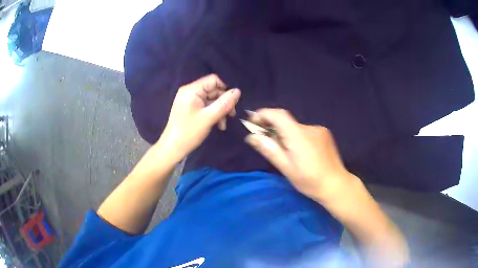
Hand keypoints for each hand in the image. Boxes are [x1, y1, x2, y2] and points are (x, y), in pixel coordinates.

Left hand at [157, 74, 240, 161]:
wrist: (173, 148)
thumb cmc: (189, 132)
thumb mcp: (209, 117)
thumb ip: (224, 103)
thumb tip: (238, 91)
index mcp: (192, 90)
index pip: (214, 79)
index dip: (226, 87)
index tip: (235, 100)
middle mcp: (190, 91)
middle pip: (214, 90)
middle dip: (224, 102)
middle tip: (231, 114)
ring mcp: (190, 100)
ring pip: (211, 99)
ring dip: (220, 110)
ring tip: (224, 123)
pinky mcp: (191, 108)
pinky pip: (206, 106)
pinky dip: (213, 114)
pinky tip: (218, 125)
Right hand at [245, 108, 351, 201]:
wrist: (336, 185)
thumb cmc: (309, 180)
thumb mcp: (286, 167)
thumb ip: (269, 149)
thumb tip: (251, 136)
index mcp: (298, 135)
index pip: (278, 114)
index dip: (263, 114)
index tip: (253, 122)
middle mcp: (309, 127)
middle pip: (286, 121)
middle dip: (272, 127)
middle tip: (264, 140)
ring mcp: (319, 130)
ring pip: (295, 127)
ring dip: (285, 134)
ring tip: (284, 152)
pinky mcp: (324, 134)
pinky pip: (305, 131)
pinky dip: (296, 137)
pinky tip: (300, 152)